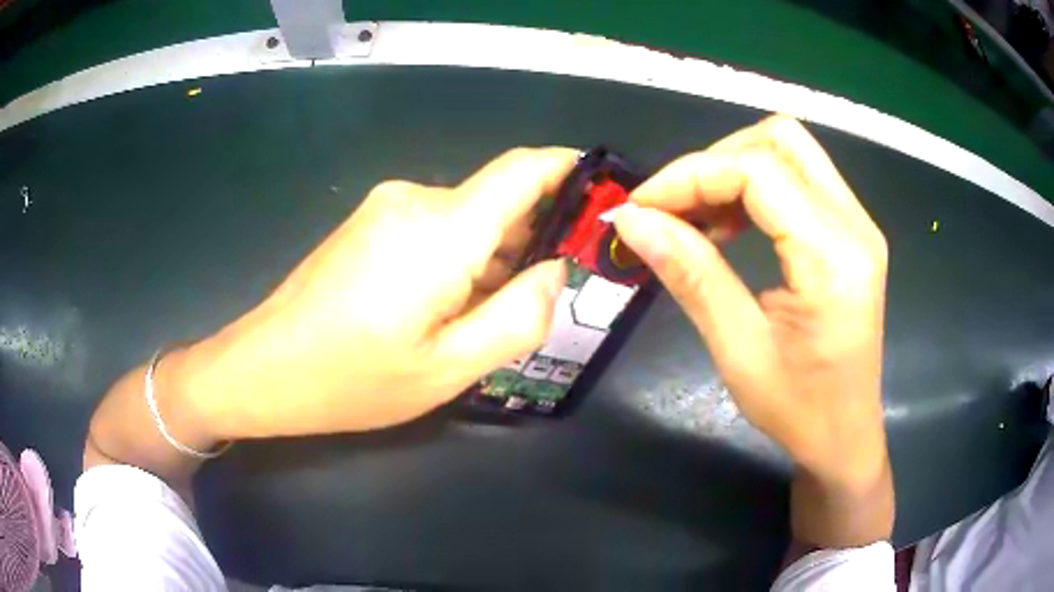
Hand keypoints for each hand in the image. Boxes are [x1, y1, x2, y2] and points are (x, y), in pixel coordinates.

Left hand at [186, 148, 575, 439]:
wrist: (263, 368)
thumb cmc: (353, 379)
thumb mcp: (449, 368)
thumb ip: (519, 316)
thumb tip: (555, 270)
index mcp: (443, 229)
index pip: (524, 169)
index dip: (568, 171)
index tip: (598, 197)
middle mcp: (415, 199)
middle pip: (498, 203)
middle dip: (528, 244)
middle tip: (532, 307)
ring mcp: (386, 207)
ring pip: (466, 220)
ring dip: (488, 261)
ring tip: (475, 323)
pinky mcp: (369, 223)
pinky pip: (434, 229)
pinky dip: (455, 261)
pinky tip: (435, 311)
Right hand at [613, 116, 892, 545]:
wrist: (845, 435)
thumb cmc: (798, 410)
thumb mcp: (738, 349)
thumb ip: (691, 274)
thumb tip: (632, 221)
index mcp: (834, 258)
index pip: (758, 171)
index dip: (691, 175)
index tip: (641, 206)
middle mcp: (855, 225)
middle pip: (781, 140)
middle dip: (716, 160)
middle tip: (674, 206)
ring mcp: (858, 224)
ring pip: (790, 150)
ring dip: (735, 168)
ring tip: (698, 216)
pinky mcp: (851, 232)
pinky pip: (800, 178)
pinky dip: (755, 185)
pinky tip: (731, 223)